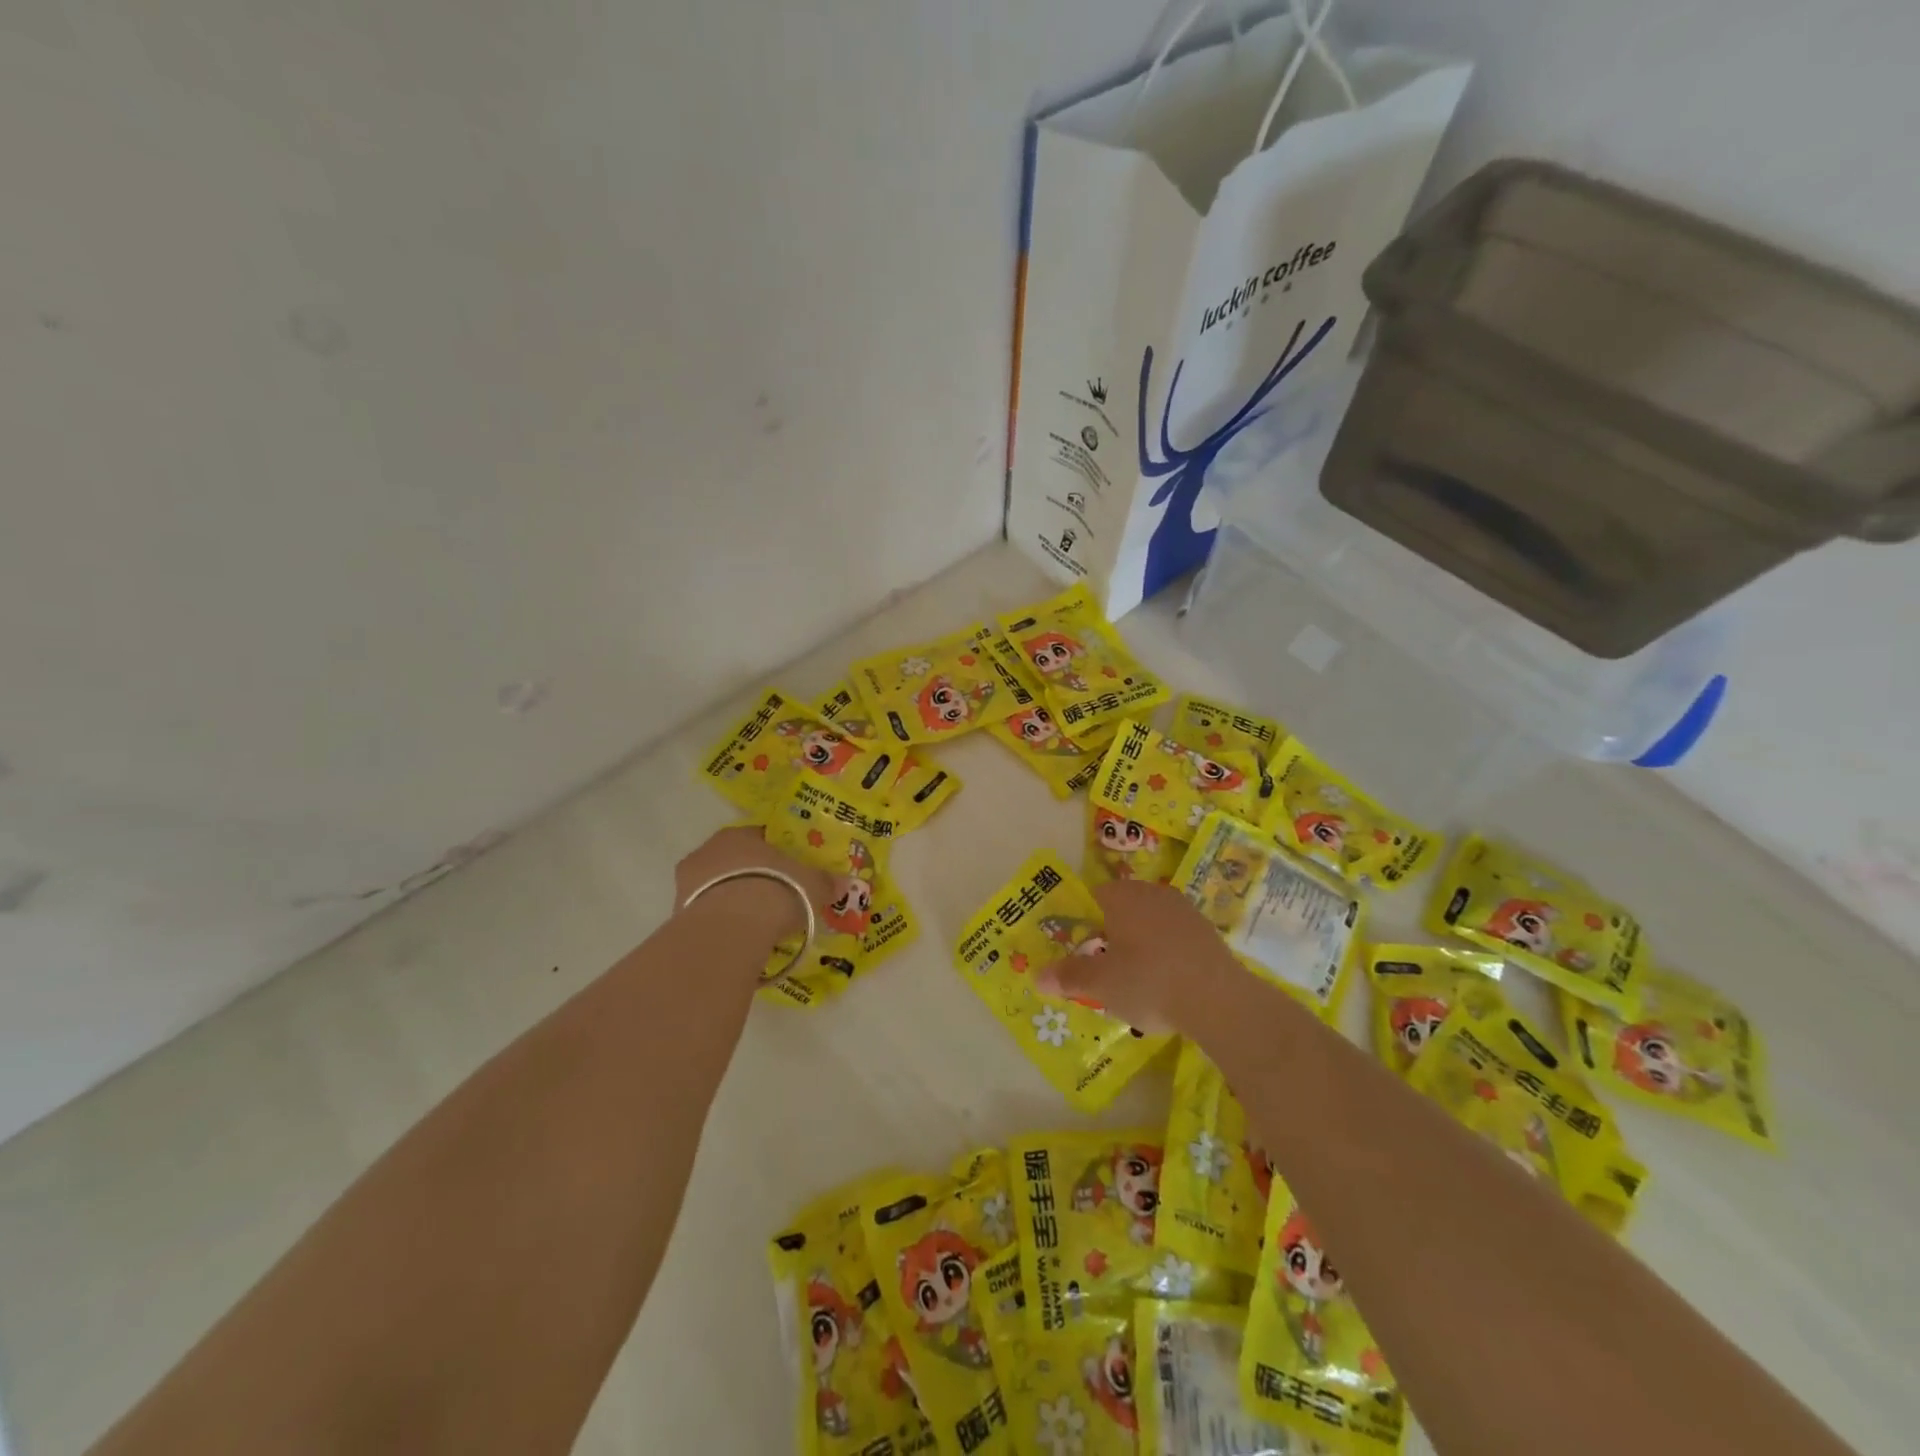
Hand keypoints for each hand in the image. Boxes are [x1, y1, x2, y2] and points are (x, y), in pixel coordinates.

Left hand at [673, 826, 832, 944]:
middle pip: (734, 863)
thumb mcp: (811, 885)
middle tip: (774, 898)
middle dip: (752, 878)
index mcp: (738, 835)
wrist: (732, 927)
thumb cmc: (776, 889)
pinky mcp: (677, 916)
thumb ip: (826, 882)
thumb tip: (844, 883)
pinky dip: (721, 924)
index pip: (758, 838)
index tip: (789, 871)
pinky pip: (707, 915)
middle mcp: (707, 851)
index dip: (775, 854)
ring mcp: (687, 884)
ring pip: (716, 889)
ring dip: (733, 901)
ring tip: (757, 924)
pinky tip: (739, 938)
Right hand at [1036, 879, 1240, 1035]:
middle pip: (1122, 908)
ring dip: (1140, 944)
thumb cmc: (1149, 982)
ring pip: (1150, 923)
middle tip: (1103, 967)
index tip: (1078, 948)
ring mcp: (1184, 910)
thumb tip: (1038, 976)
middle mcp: (1153, 893)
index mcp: (1122, 896)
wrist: (1219, 1000)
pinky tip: (1166, 983)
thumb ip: (1069, 976)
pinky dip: (1166, 954)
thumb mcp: (1101, 984)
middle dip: (1111, 933)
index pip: (1092, 897)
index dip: (1082, 922)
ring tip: (1134, 980)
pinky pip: (1175, 938)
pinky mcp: (1207, 932)